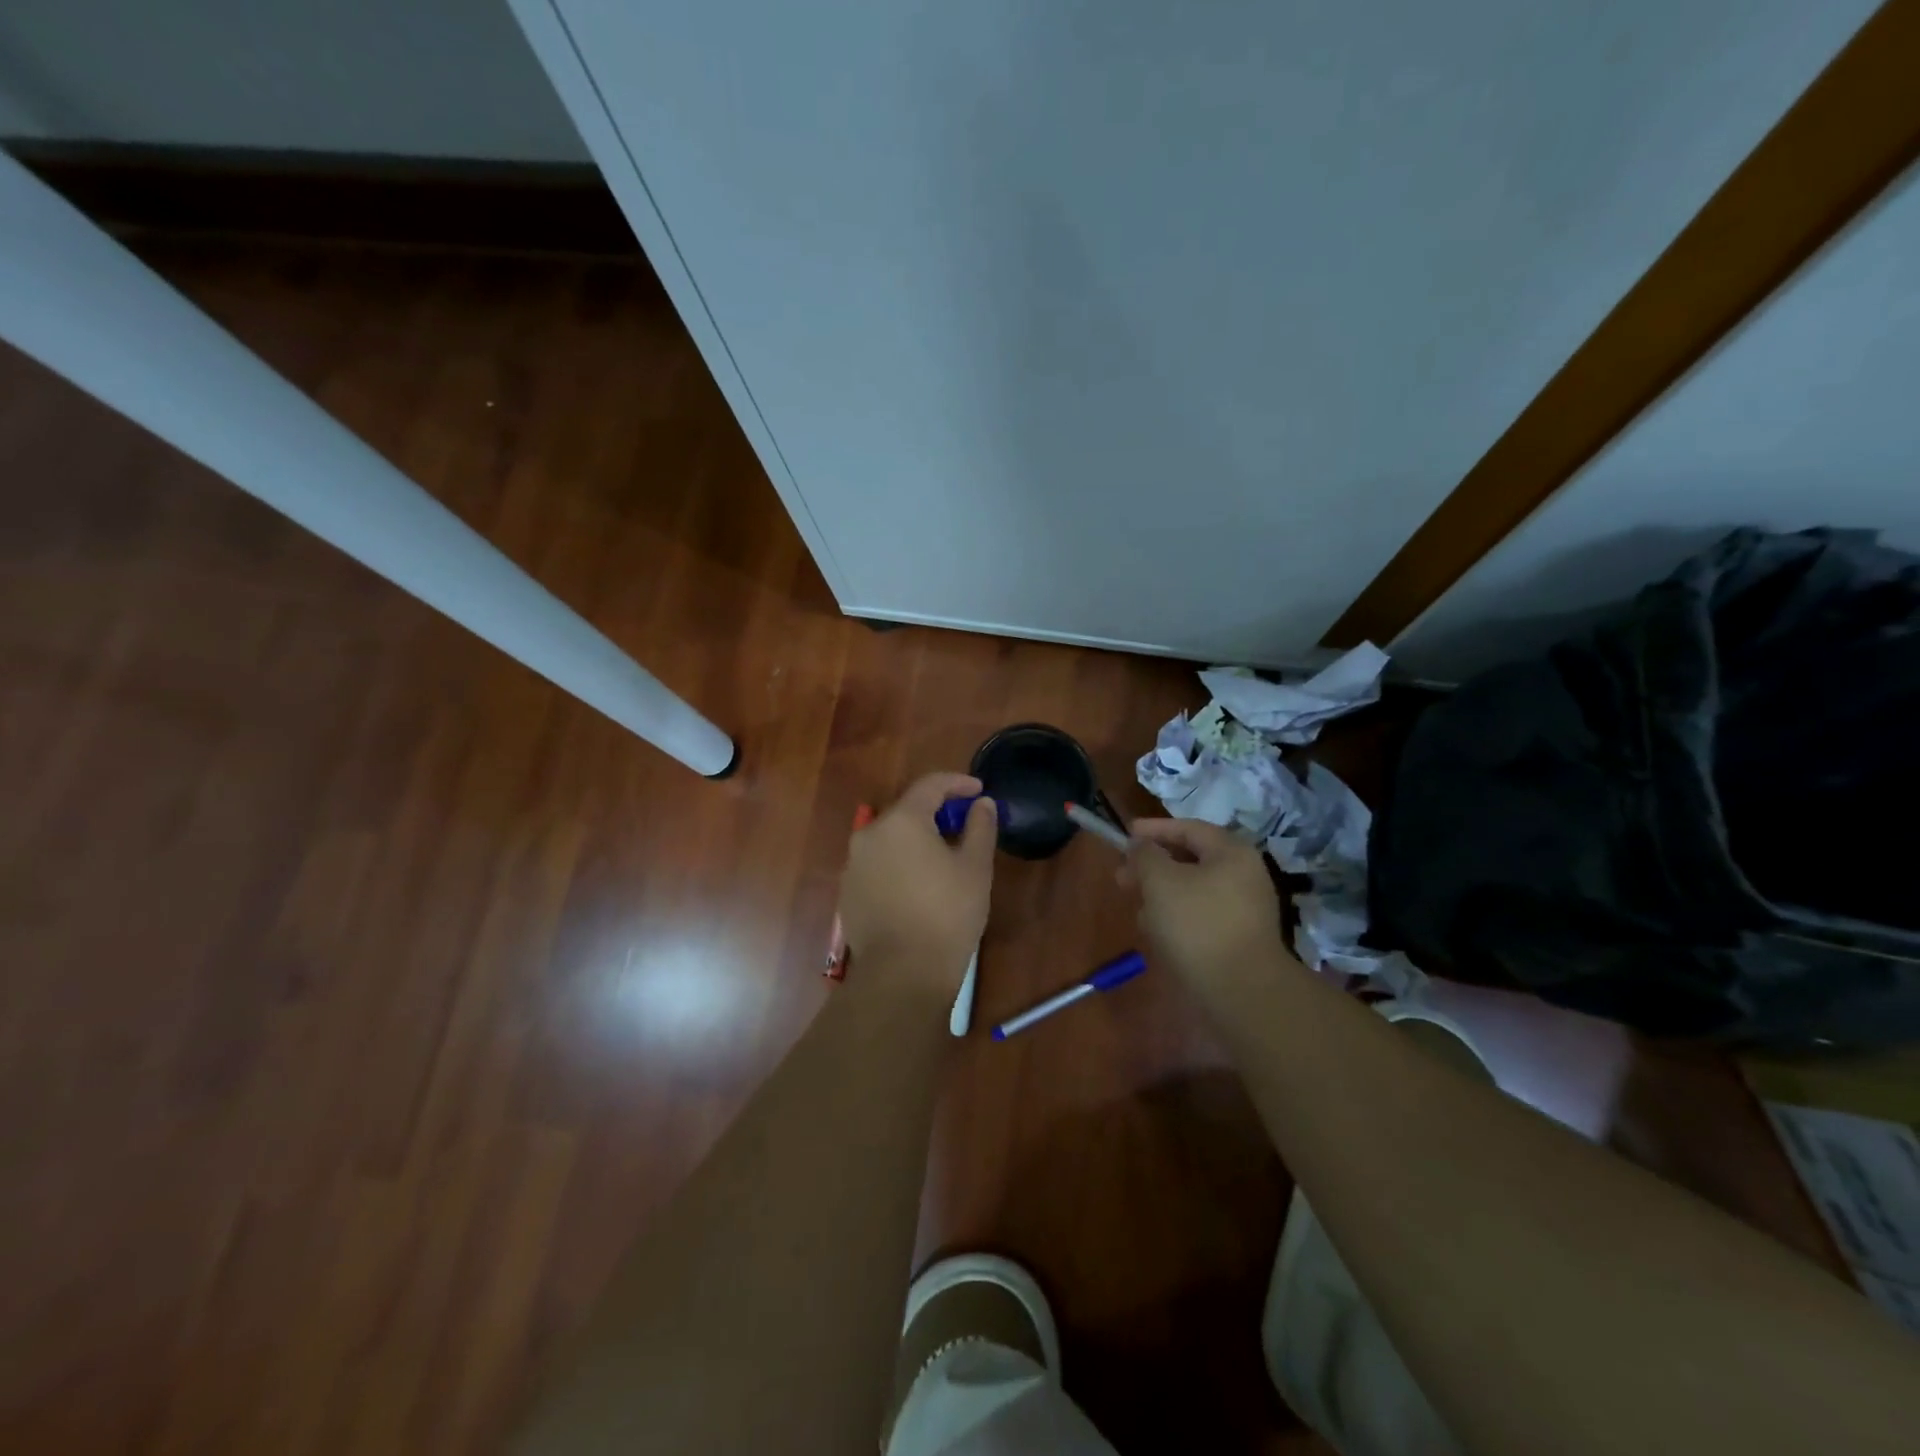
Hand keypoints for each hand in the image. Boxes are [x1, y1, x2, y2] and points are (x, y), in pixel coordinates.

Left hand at [840, 773, 996, 994]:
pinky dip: (899, 864)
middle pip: (907, 812)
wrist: (901, 975)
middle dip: (937, 814)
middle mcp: (869, 834)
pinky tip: (918, 887)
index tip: (979, 791)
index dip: (958, 783)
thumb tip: (981, 804)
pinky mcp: (847, 892)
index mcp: (901, 821)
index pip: (930, 785)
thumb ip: (980, 827)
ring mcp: (853, 865)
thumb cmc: (946, 915)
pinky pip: (878, 865)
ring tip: (943, 860)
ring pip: (891, 840)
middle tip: (965, 828)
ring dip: (917, 841)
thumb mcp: (975, 868)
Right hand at [1127, 818, 1292, 993]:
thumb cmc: (1198, 924)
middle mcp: (1243, 875)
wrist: (1241, 991)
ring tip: (1137, 911)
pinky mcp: (1237, 938)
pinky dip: (1176, 918)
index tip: (1125, 834)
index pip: (1188, 828)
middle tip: (1122, 877)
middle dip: (1151, 867)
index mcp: (1231, 853)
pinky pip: (1200, 916)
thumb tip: (1141, 846)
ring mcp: (1243, 909)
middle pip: (1189, 860)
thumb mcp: (1160, 881)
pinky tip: (1157, 935)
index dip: (1153, 829)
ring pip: (1191, 890)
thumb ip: (1145, 855)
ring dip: (1160, 895)